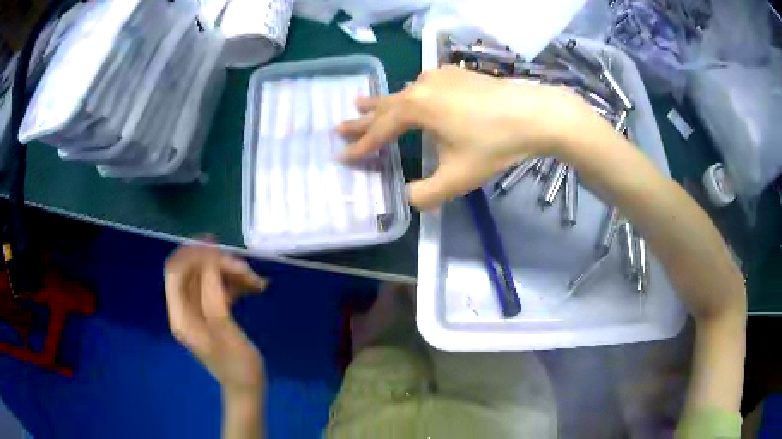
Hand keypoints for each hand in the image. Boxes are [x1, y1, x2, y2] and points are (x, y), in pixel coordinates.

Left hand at [164, 244, 267, 394]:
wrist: (248, 388)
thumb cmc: (237, 366)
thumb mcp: (224, 331)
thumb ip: (212, 294)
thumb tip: (210, 262)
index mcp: (181, 315)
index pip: (175, 272)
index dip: (191, 255)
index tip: (216, 247)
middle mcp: (186, 308)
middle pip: (193, 272)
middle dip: (217, 264)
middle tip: (245, 269)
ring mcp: (199, 310)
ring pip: (209, 278)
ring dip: (230, 273)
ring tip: (256, 281)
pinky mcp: (213, 312)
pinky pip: (220, 288)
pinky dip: (235, 283)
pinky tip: (256, 287)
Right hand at [337, 66, 596, 208]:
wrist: (535, 114)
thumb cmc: (494, 145)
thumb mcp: (457, 178)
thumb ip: (426, 194)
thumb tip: (409, 199)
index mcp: (415, 108)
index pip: (379, 133)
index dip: (361, 148)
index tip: (342, 157)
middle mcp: (421, 87)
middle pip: (384, 107)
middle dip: (362, 120)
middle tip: (340, 126)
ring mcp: (440, 76)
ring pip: (402, 92)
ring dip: (382, 102)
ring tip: (361, 104)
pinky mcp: (457, 74)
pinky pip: (423, 85)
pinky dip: (409, 95)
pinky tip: (410, 95)